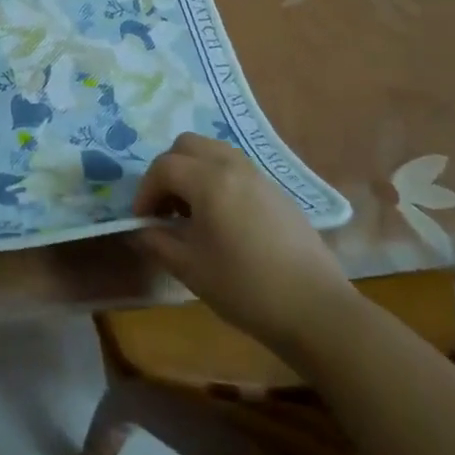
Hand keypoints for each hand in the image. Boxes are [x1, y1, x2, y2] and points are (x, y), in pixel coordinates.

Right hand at [133, 133, 352, 347]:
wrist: (316, 310)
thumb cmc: (245, 288)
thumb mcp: (190, 268)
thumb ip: (157, 242)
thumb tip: (139, 230)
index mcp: (209, 181)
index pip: (163, 167)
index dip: (145, 191)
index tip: (142, 220)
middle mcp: (233, 166)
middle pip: (187, 145)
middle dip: (167, 170)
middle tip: (164, 206)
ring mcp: (259, 176)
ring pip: (213, 151)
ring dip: (193, 170)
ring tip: (191, 210)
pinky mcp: (277, 191)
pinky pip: (236, 168)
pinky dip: (217, 178)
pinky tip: (221, 218)